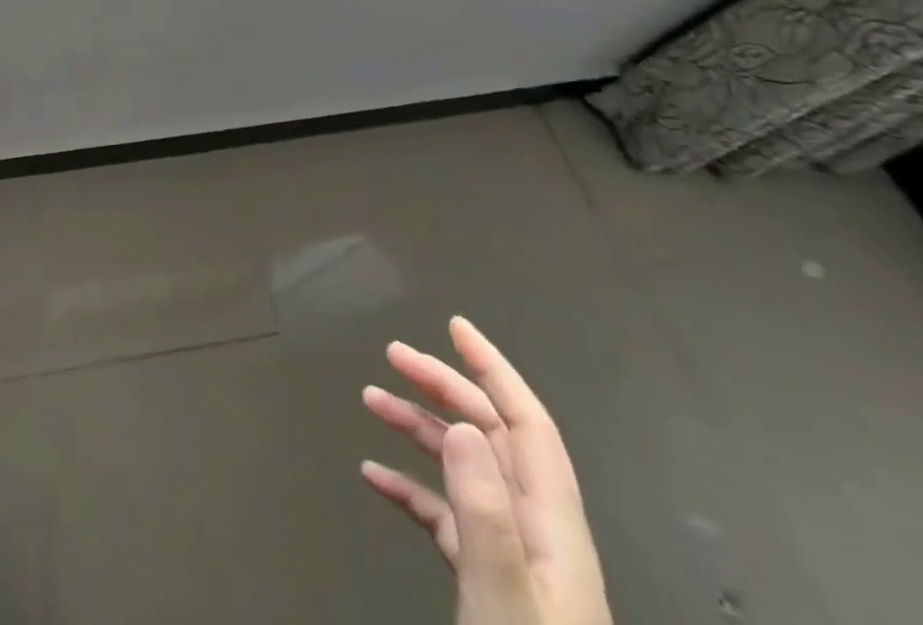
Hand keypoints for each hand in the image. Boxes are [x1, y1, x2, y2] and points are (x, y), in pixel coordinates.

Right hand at [360, 316, 609, 624]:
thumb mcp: (504, 600)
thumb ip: (485, 515)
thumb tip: (464, 425)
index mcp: (552, 526)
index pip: (527, 425)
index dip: (495, 370)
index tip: (454, 326)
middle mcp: (536, 531)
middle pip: (491, 436)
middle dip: (444, 387)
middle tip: (392, 355)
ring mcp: (512, 558)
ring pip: (464, 469)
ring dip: (419, 430)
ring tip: (370, 400)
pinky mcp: (487, 582)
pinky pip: (446, 516)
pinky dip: (411, 487)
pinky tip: (374, 477)